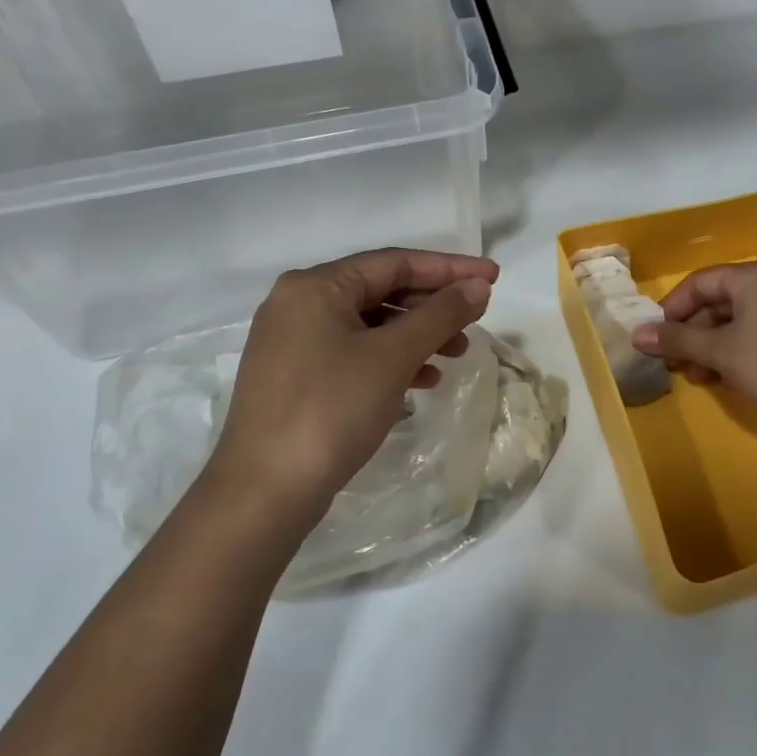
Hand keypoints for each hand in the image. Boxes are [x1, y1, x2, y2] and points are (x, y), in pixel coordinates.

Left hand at [199, 248, 495, 542]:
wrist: (264, 492)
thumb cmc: (331, 410)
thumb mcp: (392, 357)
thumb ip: (439, 315)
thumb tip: (477, 287)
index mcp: (315, 286)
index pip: (394, 262)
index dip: (448, 268)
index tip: (492, 277)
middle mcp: (299, 304)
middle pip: (380, 290)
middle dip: (433, 305)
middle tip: (477, 319)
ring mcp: (293, 342)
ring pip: (369, 324)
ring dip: (416, 335)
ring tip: (456, 353)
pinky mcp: (295, 377)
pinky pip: (353, 353)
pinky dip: (390, 360)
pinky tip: (422, 381)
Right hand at [631, 259, 756, 438]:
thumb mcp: (720, 351)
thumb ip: (677, 341)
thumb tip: (636, 334)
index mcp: (754, 277)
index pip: (699, 282)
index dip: (672, 309)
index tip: (655, 338)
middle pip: (718, 302)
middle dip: (691, 333)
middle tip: (673, 363)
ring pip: (737, 323)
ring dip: (710, 348)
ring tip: (696, 377)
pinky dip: (735, 354)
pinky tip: (724, 380)